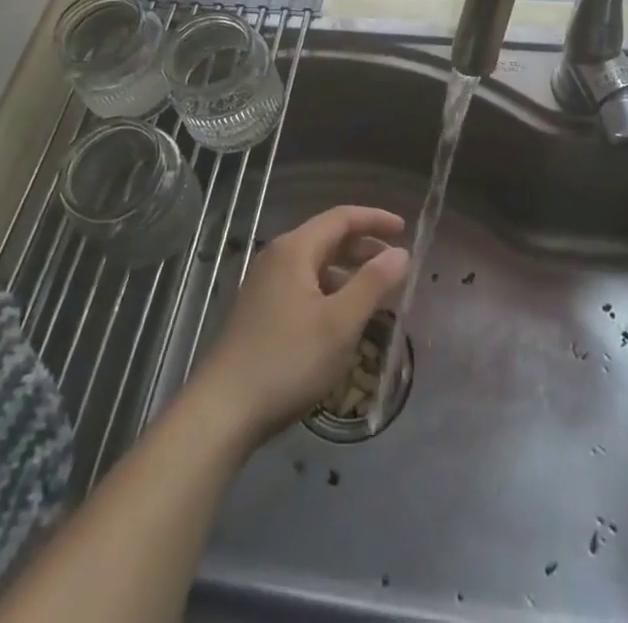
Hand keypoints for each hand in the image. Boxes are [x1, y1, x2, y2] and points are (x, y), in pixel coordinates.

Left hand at [191, 206, 408, 442]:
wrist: (222, 410)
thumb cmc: (288, 360)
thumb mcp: (340, 323)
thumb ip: (373, 283)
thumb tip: (400, 252)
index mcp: (295, 249)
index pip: (342, 217)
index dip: (375, 219)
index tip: (405, 229)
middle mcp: (277, 256)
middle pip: (327, 237)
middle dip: (364, 245)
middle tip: (395, 261)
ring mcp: (264, 283)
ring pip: (315, 263)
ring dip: (347, 270)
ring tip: (375, 291)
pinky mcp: (259, 310)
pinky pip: (303, 284)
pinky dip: (329, 288)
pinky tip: (341, 317)